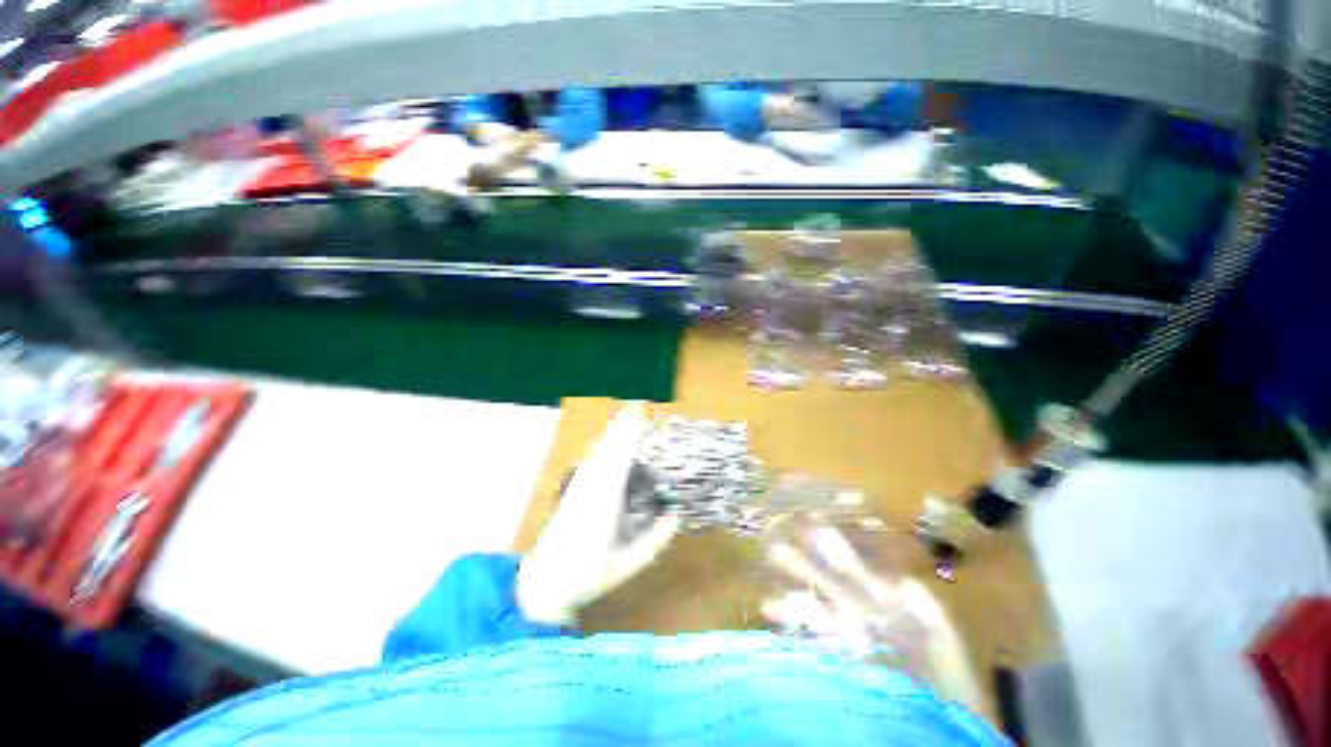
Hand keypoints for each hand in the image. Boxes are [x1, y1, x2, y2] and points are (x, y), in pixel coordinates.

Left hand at [517, 403, 680, 624]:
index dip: (630, 431)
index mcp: (605, 499)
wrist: (544, 582)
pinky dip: (605, 444)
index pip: (621, 454)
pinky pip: (593, 457)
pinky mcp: (573, 486)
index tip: (641, 410)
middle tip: (640, 404)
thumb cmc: (589, 574)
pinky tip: (610, 440)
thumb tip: (677, 515)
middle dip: (623, 423)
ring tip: (629, 415)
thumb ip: (656, 539)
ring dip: (614, 431)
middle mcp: (591, 483)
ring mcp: (579, 483)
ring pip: (599, 448)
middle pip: (608, 444)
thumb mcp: (629, 562)